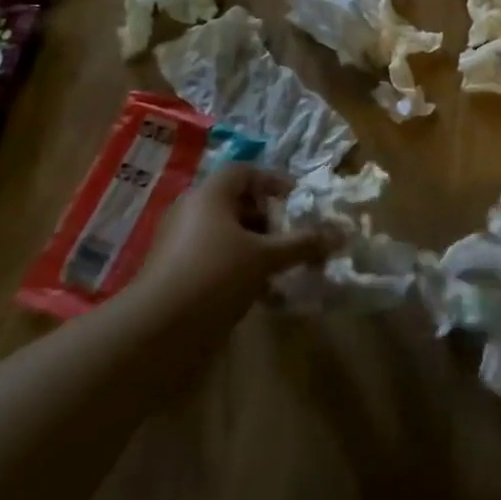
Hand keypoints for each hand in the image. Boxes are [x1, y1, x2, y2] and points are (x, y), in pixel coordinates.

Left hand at [131, 164, 328, 322]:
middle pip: (236, 202)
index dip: (273, 182)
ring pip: (226, 233)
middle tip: (291, 237)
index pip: (244, 172)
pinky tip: (259, 293)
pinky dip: (238, 266)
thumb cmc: (216, 275)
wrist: (158, 328)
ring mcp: (180, 242)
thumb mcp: (267, 257)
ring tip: (280, 268)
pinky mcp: (175, 270)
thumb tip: (342, 234)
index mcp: (209, 195)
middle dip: (268, 219)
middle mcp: (191, 211)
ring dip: (256, 246)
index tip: (297, 201)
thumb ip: (303, 244)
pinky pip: (214, 256)